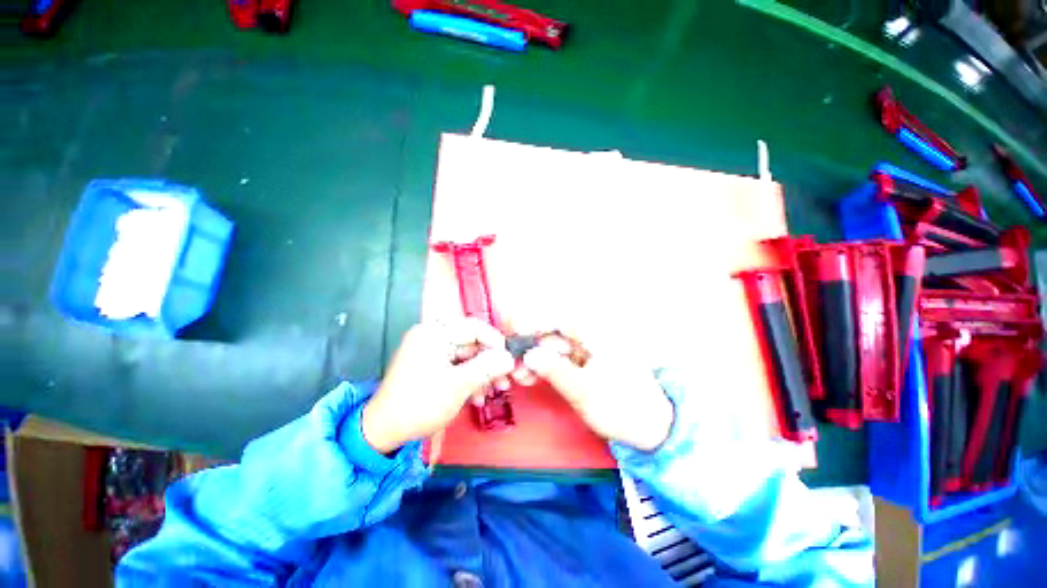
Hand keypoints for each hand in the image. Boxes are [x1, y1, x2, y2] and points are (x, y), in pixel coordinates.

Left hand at [361, 319, 514, 453]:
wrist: (383, 432)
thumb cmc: (421, 403)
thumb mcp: (459, 384)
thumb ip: (488, 367)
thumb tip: (510, 358)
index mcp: (435, 332)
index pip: (474, 327)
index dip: (496, 341)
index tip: (510, 359)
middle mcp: (432, 336)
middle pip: (471, 343)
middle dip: (490, 363)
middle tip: (506, 380)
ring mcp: (430, 352)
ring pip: (466, 357)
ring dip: (482, 373)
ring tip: (495, 391)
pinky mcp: (429, 366)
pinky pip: (456, 366)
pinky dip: (468, 379)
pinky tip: (477, 397)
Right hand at [522, 334, 673, 451]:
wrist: (651, 427)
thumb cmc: (623, 408)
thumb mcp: (586, 392)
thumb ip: (556, 371)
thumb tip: (529, 354)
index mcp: (597, 335)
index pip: (561, 318)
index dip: (536, 322)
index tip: (516, 334)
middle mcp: (591, 336)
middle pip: (553, 332)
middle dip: (530, 347)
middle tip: (514, 365)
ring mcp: (587, 348)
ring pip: (553, 346)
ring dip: (535, 358)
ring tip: (520, 376)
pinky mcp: (584, 361)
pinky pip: (559, 357)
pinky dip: (544, 365)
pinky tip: (531, 377)